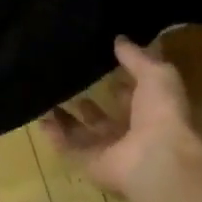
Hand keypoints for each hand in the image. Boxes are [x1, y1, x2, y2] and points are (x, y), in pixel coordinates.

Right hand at [42, 36, 201, 198]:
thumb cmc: (161, 113)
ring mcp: (109, 150)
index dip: (122, 83)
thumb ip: (136, 57)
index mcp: (152, 112)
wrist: (155, 159)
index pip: (135, 96)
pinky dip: (54, 135)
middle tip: (69, 84)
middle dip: (91, 104)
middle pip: (106, 118)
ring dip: (67, 118)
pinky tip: (40, 118)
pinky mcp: (89, 163)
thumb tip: (119, 38)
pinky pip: (68, 147)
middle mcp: (131, 133)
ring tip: (48, 97)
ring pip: (83, 132)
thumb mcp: (156, 74)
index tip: (102, 66)